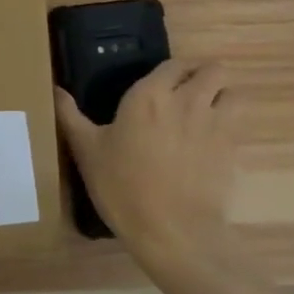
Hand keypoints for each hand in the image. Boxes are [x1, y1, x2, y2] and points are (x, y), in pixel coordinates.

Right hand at [53, 60, 238, 277]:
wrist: (171, 230)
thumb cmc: (122, 185)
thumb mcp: (86, 150)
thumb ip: (69, 115)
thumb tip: (55, 89)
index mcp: (148, 95)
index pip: (173, 63)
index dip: (171, 70)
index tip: (160, 83)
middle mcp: (187, 100)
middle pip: (213, 70)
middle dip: (203, 76)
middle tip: (185, 93)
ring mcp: (216, 124)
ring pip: (234, 92)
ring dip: (223, 96)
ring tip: (206, 112)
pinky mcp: (234, 150)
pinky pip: (239, 123)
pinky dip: (229, 125)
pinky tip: (210, 142)